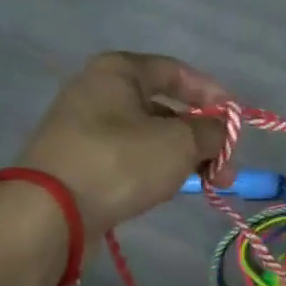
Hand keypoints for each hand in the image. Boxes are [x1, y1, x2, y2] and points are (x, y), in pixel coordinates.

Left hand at [15, 53, 229, 237]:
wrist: (49, 214)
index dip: (212, 94)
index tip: (235, 121)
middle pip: (162, 107)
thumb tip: (219, 134)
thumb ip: (210, 133)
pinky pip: (127, 159)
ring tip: (208, 183)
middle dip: (200, 135)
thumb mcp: (179, 143)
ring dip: (181, 157)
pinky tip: (169, 190)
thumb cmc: (119, 162)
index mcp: (118, 72)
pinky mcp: (78, 164)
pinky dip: (153, 170)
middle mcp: (97, 92)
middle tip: (226, 166)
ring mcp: (83, 129)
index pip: (176, 71)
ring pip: (146, 137)